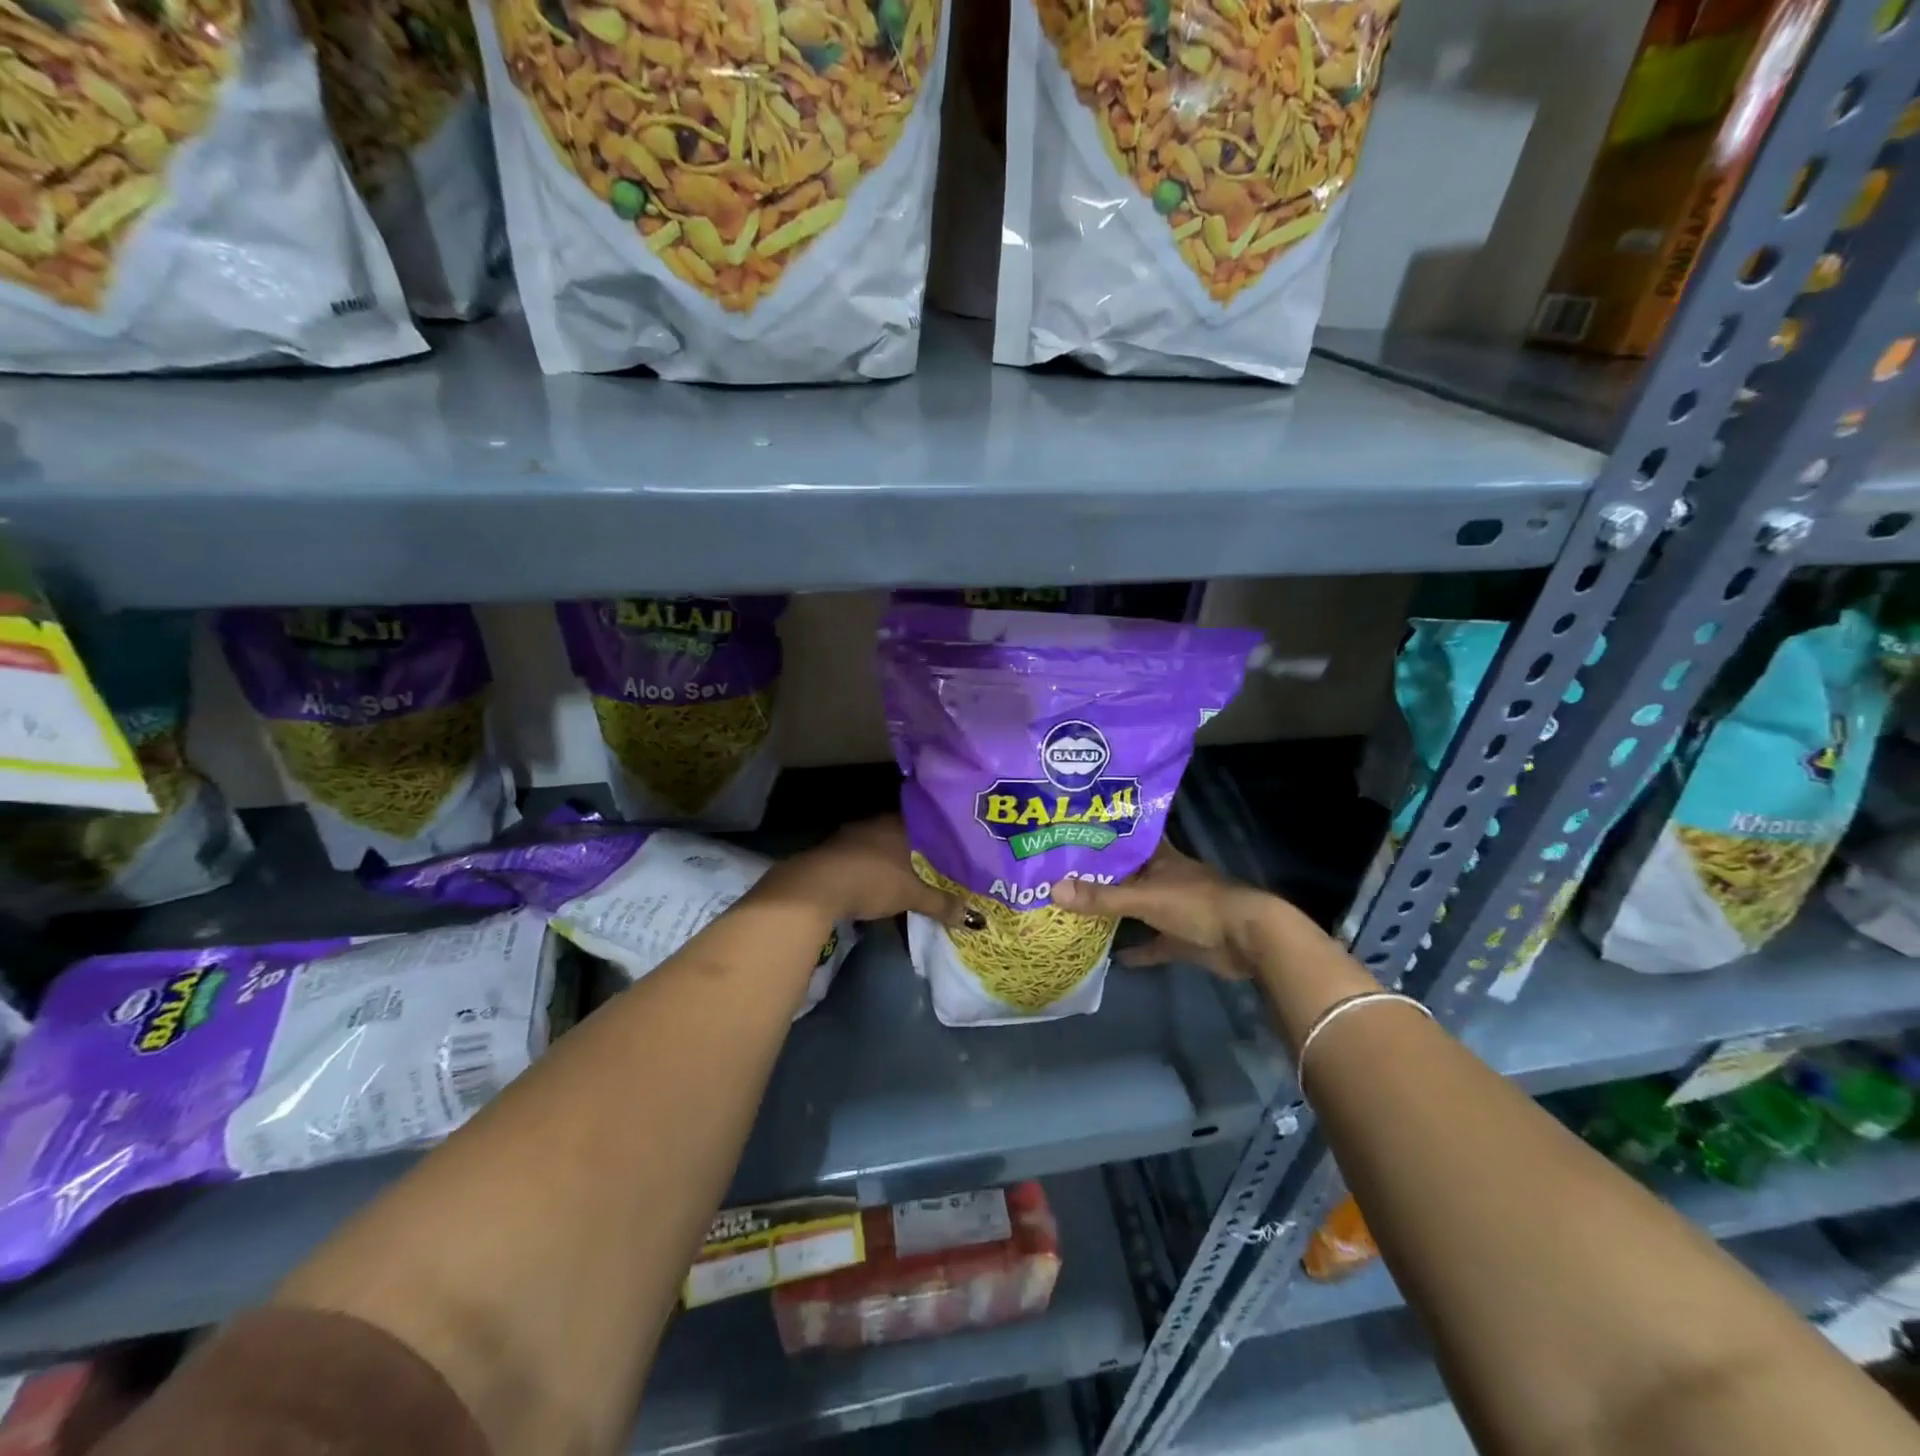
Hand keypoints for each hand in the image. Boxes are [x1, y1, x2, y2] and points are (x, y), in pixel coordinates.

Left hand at [767, 816, 966, 926]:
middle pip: (902, 834)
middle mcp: (875, 823)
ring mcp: (851, 836)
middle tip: (934, 866)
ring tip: (909, 876)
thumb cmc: (872, 880)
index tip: (952, 850)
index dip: (939, 838)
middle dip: (915, 851)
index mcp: (898, 824)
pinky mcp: (832, 853)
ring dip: (891, 860)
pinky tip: (878, 882)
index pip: (926, 823)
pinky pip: (862, 857)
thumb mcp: (912, 895)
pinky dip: (872, 869)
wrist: (816, 887)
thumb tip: (974, 918)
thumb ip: (941, 904)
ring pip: (880, 845)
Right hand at [1052, 841, 1268, 980]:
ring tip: (1077, 911)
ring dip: (1116, 911)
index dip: (1103, 837)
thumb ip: (1102, 897)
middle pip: (1128, 875)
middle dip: (1100, 877)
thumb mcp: (1145, 898)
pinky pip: (1152, 943)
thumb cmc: (1197, 905)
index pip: (1127, 840)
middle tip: (1061, 876)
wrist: (1248, 939)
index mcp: (1160, 859)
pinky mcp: (1182, 939)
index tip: (1072, 836)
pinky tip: (1112, 958)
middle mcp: (1165, 879)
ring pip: (1138, 907)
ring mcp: (1175, 910)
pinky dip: (1136, 951)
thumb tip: (1053, 889)